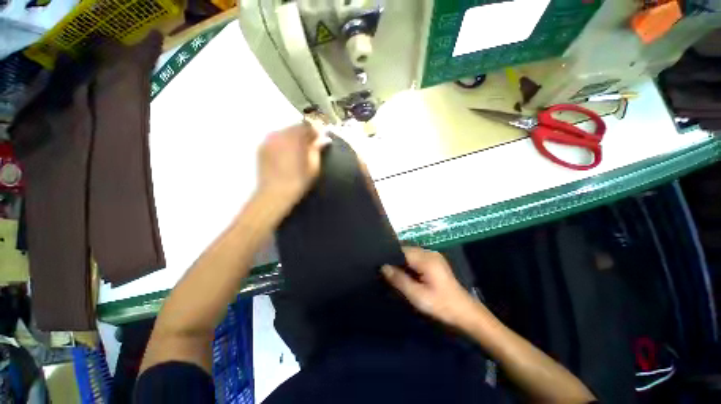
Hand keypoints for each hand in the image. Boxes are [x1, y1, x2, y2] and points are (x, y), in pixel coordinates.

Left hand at [257, 121, 329, 206]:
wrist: (274, 194)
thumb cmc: (298, 181)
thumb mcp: (313, 167)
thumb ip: (317, 150)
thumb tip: (324, 139)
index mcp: (294, 138)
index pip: (307, 127)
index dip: (315, 133)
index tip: (319, 141)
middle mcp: (279, 134)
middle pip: (294, 128)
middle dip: (303, 135)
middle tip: (309, 146)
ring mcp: (268, 140)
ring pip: (284, 133)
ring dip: (292, 138)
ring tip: (297, 151)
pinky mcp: (261, 147)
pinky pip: (275, 139)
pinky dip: (282, 142)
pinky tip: (285, 154)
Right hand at [381, 247, 479, 328]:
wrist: (464, 312)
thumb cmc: (441, 305)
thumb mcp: (417, 296)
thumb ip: (399, 280)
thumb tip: (383, 267)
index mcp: (426, 259)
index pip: (402, 250)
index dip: (390, 257)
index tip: (380, 265)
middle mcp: (429, 252)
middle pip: (406, 250)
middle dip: (395, 259)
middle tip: (385, 271)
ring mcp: (433, 255)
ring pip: (411, 253)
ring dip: (402, 261)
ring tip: (393, 273)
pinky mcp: (435, 260)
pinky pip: (417, 257)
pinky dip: (409, 263)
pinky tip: (406, 273)